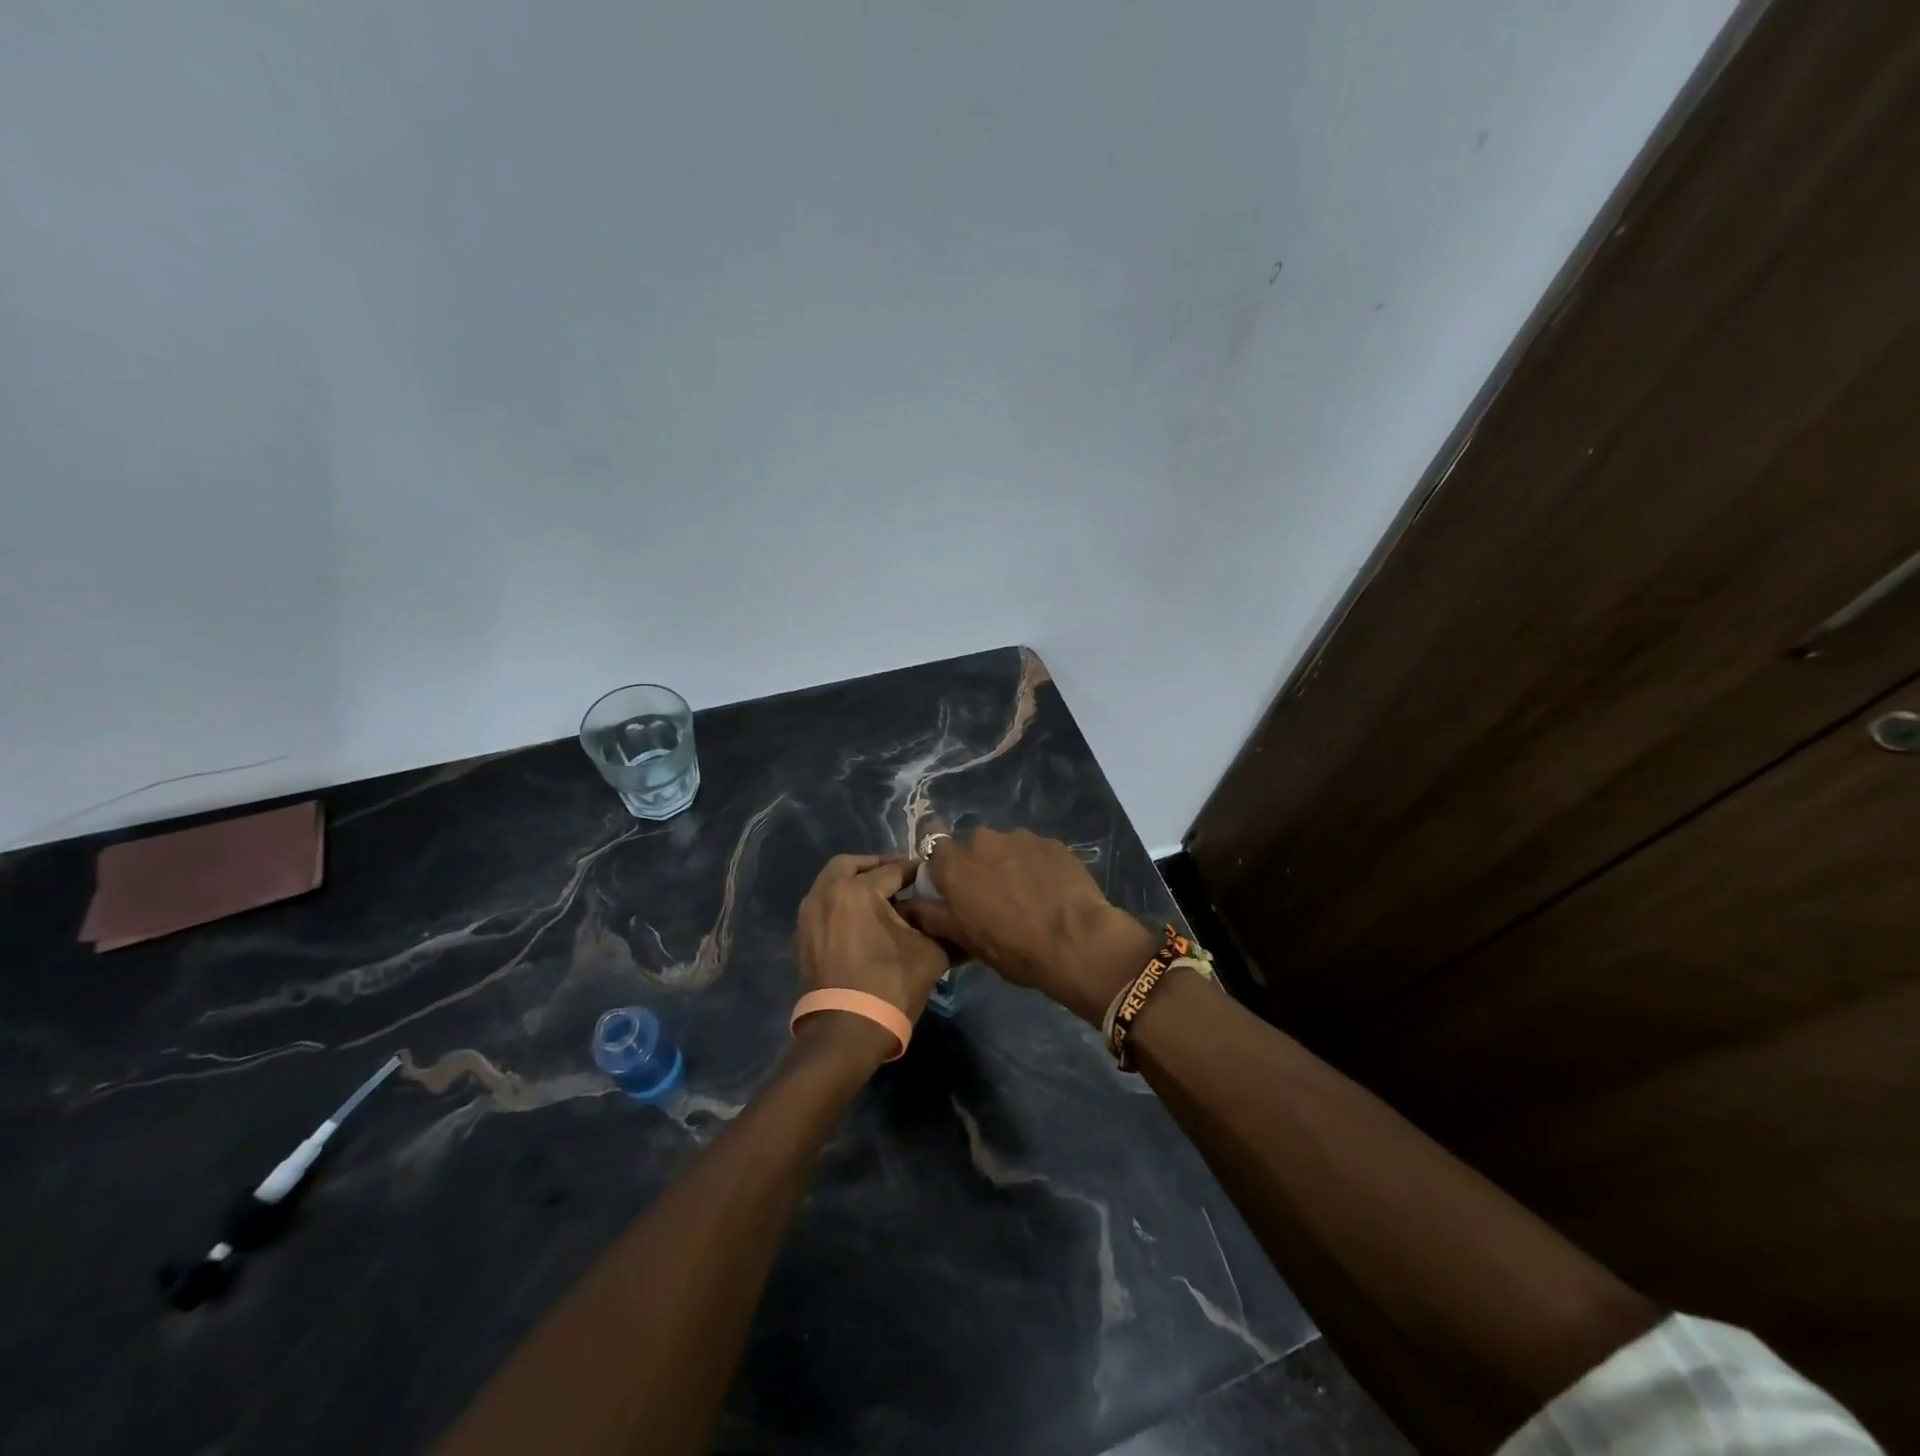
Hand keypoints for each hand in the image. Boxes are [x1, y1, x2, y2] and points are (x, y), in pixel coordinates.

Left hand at [794, 855, 953, 1060]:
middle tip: (901, 878)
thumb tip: (955, 918)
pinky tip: (864, 921)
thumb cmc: (889, 986)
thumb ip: (942, 927)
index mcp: (856, 890)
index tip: (934, 874)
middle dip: (877, 867)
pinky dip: (841, 903)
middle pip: (851, 865)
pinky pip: (823, 906)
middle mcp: (826, 893)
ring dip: (855, 883)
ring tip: (884, 900)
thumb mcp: (930, 954)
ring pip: (832, 883)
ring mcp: (808, 916)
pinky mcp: (803, 938)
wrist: (845, 1034)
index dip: (917, 871)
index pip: (894, 870)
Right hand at [894, 827, 1157, 1026]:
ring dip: (1009, 864)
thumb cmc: (1011, 946)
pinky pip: (1035, 851)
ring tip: (1027, 896)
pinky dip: (1037, 866)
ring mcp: (1020, 837)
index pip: (931, 838)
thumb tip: (906, 903)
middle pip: (973, 847)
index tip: (949, 875)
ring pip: (1005, 847)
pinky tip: (1050, 892)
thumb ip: (930, 915)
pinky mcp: (1052, 842)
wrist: (1075, 941)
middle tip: (993, 896)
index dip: (939, 856)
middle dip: (979, 865)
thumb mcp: (961, 939)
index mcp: (954, 863)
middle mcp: (982, 839)